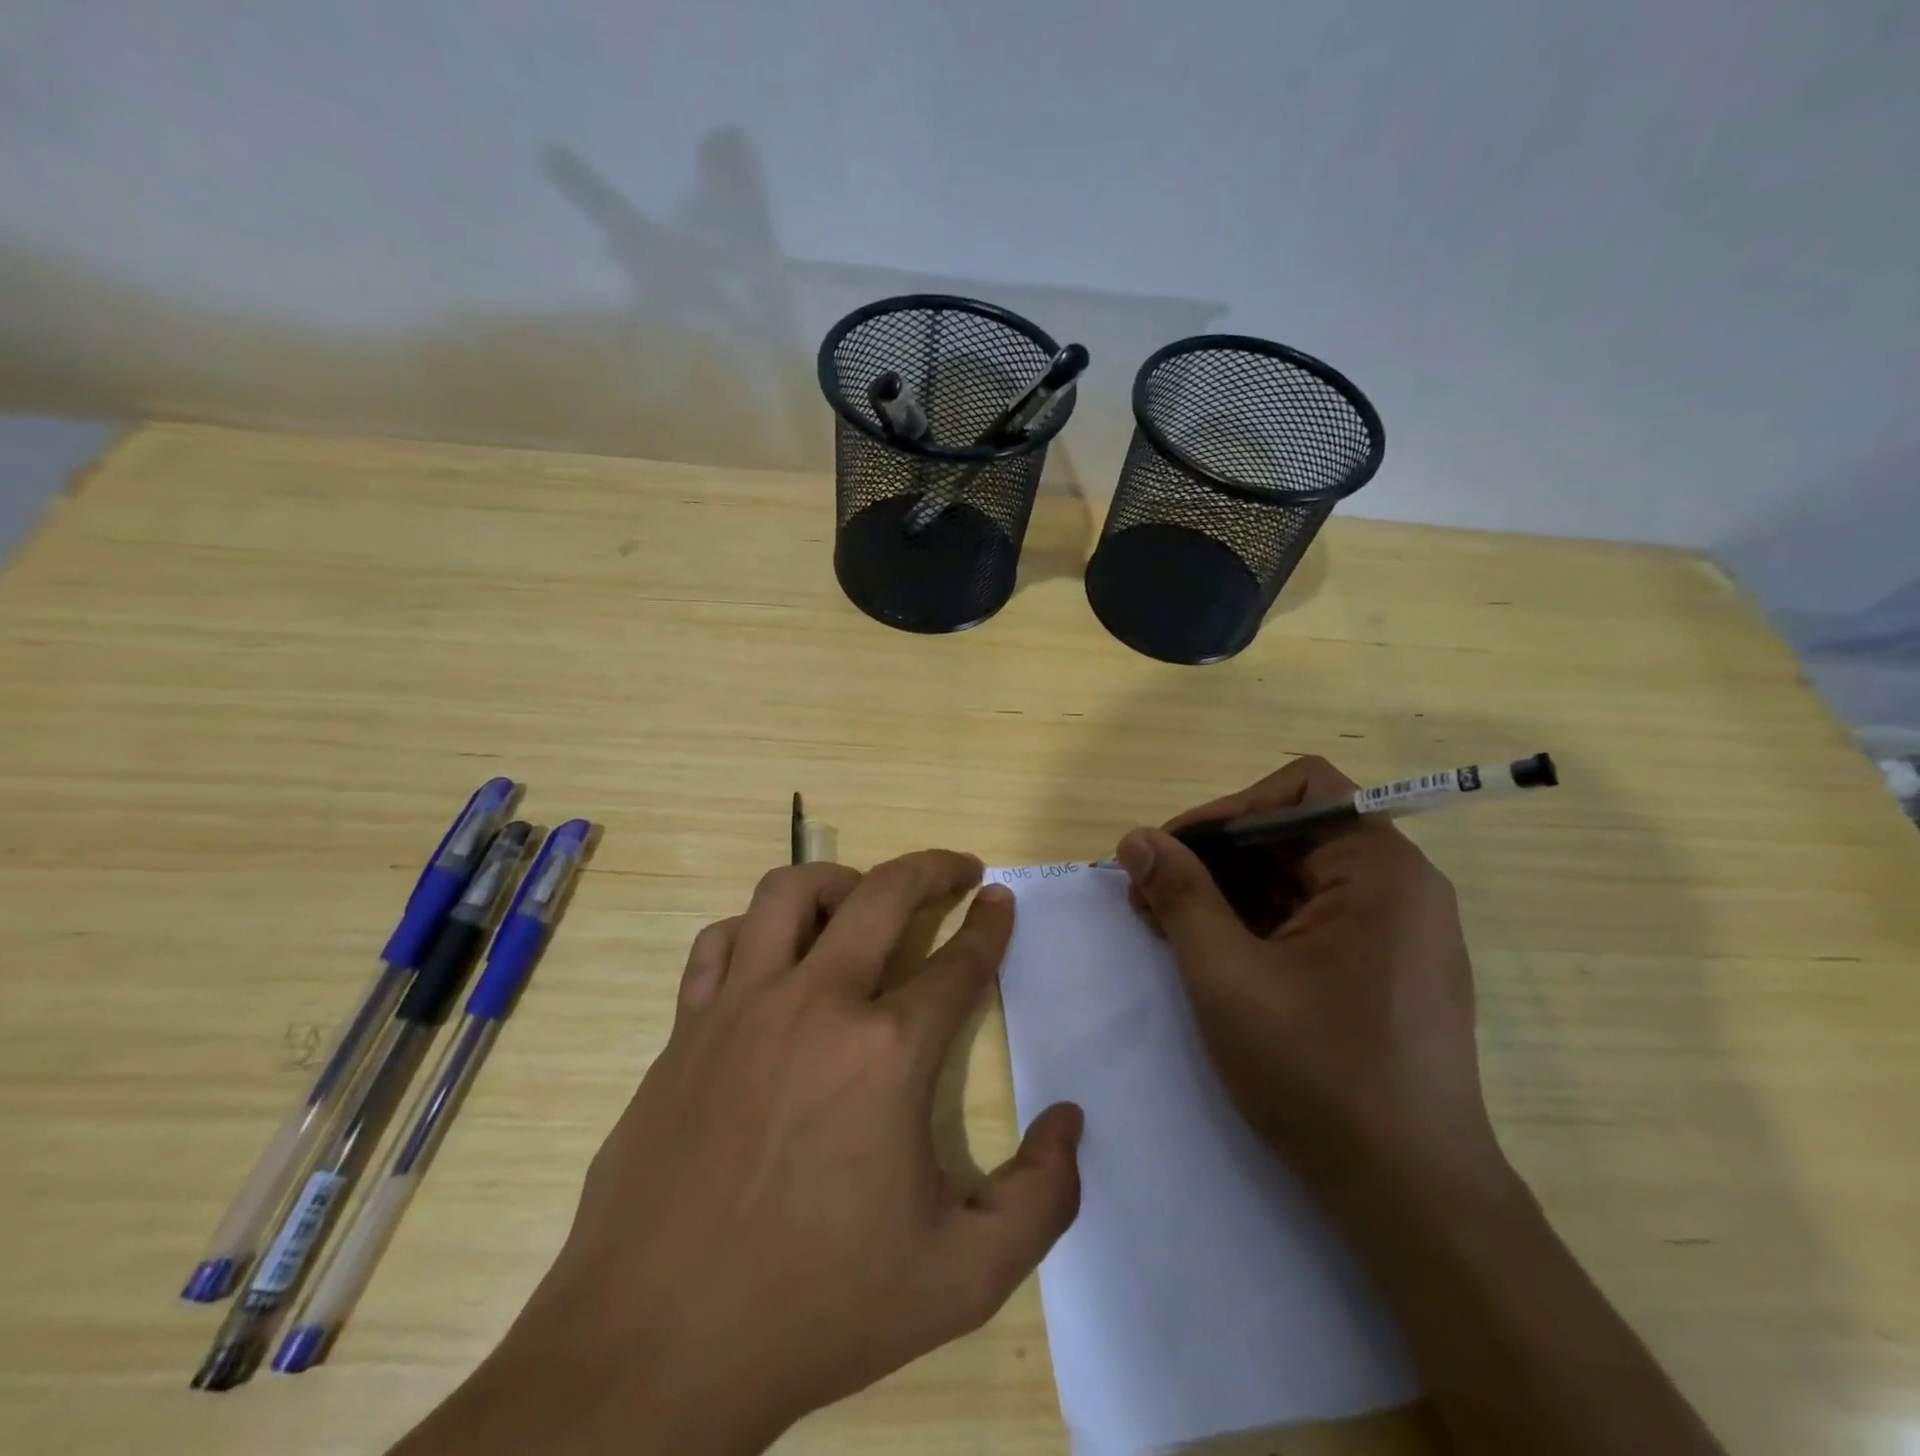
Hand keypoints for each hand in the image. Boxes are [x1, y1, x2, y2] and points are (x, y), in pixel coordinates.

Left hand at [408, 853, 1082, 1455]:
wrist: (654, 1349)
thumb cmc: (816, 1308)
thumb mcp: (962, 1278)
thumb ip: (1041, 1198)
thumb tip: (1070, 1120)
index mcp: (887, 1052)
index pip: (959, 961)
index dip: (990, 924)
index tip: (1000, 899)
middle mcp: (816, 1003)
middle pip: (884, 892)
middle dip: (933, 867)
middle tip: (959, 869)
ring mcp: (741, 1006)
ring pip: (790, 891)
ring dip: (840, 881)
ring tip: (863, 902)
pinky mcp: (685, 1026)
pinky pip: (720, 941)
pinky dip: (755, 930)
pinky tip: (773, 958)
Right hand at [1114, 756, 1499, 1191]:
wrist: (1411, 1198)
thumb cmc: (1317, 1073)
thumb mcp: (1227, 976)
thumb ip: (1180, 895)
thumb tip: (1136, 837)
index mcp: (1379, 869)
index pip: (1297, 790)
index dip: (1226, 810)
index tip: (1171, 851)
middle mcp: (1400, 886)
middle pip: (1292, 833)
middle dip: (1214, 856)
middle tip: (1148, 892)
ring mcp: (1396, 931)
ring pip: (1296, 877)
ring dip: (1226, 890)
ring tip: (1164, 922)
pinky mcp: (1386, 969)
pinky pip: (1311, 917)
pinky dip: (1255, 922)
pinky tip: (1207, 950)